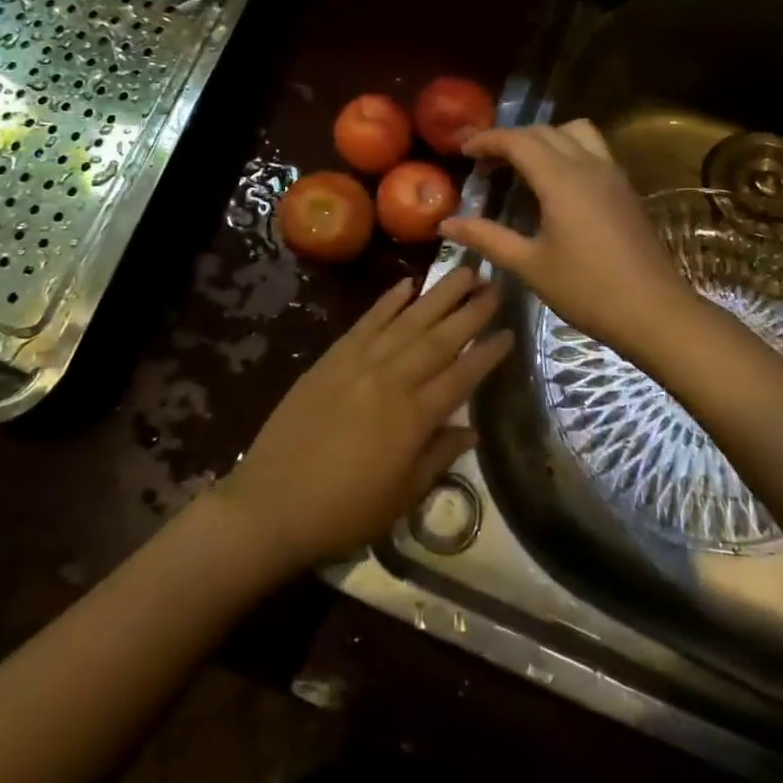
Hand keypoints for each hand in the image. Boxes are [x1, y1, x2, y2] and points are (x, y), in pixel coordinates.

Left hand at [217, 268, 509, 575]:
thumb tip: (473, 430)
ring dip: (438, 294)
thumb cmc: (344, 511)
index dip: (488, 354)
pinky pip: (366, 322)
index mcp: (414, 418)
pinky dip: (387, 301)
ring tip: (464, 271)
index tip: (510, 331)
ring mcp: (360, 364)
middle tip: (495, 285)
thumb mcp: (402, 497)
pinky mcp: (332, 358)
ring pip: (408, 321)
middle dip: (471, 311)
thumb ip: (440, 457)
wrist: (272, 504)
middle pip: (440, 338)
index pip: (462, 376)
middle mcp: (392, 381)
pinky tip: (407, 284)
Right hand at [439, 121, 698, 364]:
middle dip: (511, 139)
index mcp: (562, 179)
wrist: (655, 312)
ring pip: (576, 132)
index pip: (518, 141)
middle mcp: (589, 165)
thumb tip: (447, 223)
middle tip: (485, 162)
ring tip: (523, 166)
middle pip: (545, 131)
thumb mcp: (529, 265)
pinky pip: (593, 150)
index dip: (487, 140)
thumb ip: (487, 237)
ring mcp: (613, 175)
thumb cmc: (587, 290)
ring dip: (545, 138)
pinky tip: (556, 185)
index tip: (463, 151)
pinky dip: (568, 151)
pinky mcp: (626, 190)